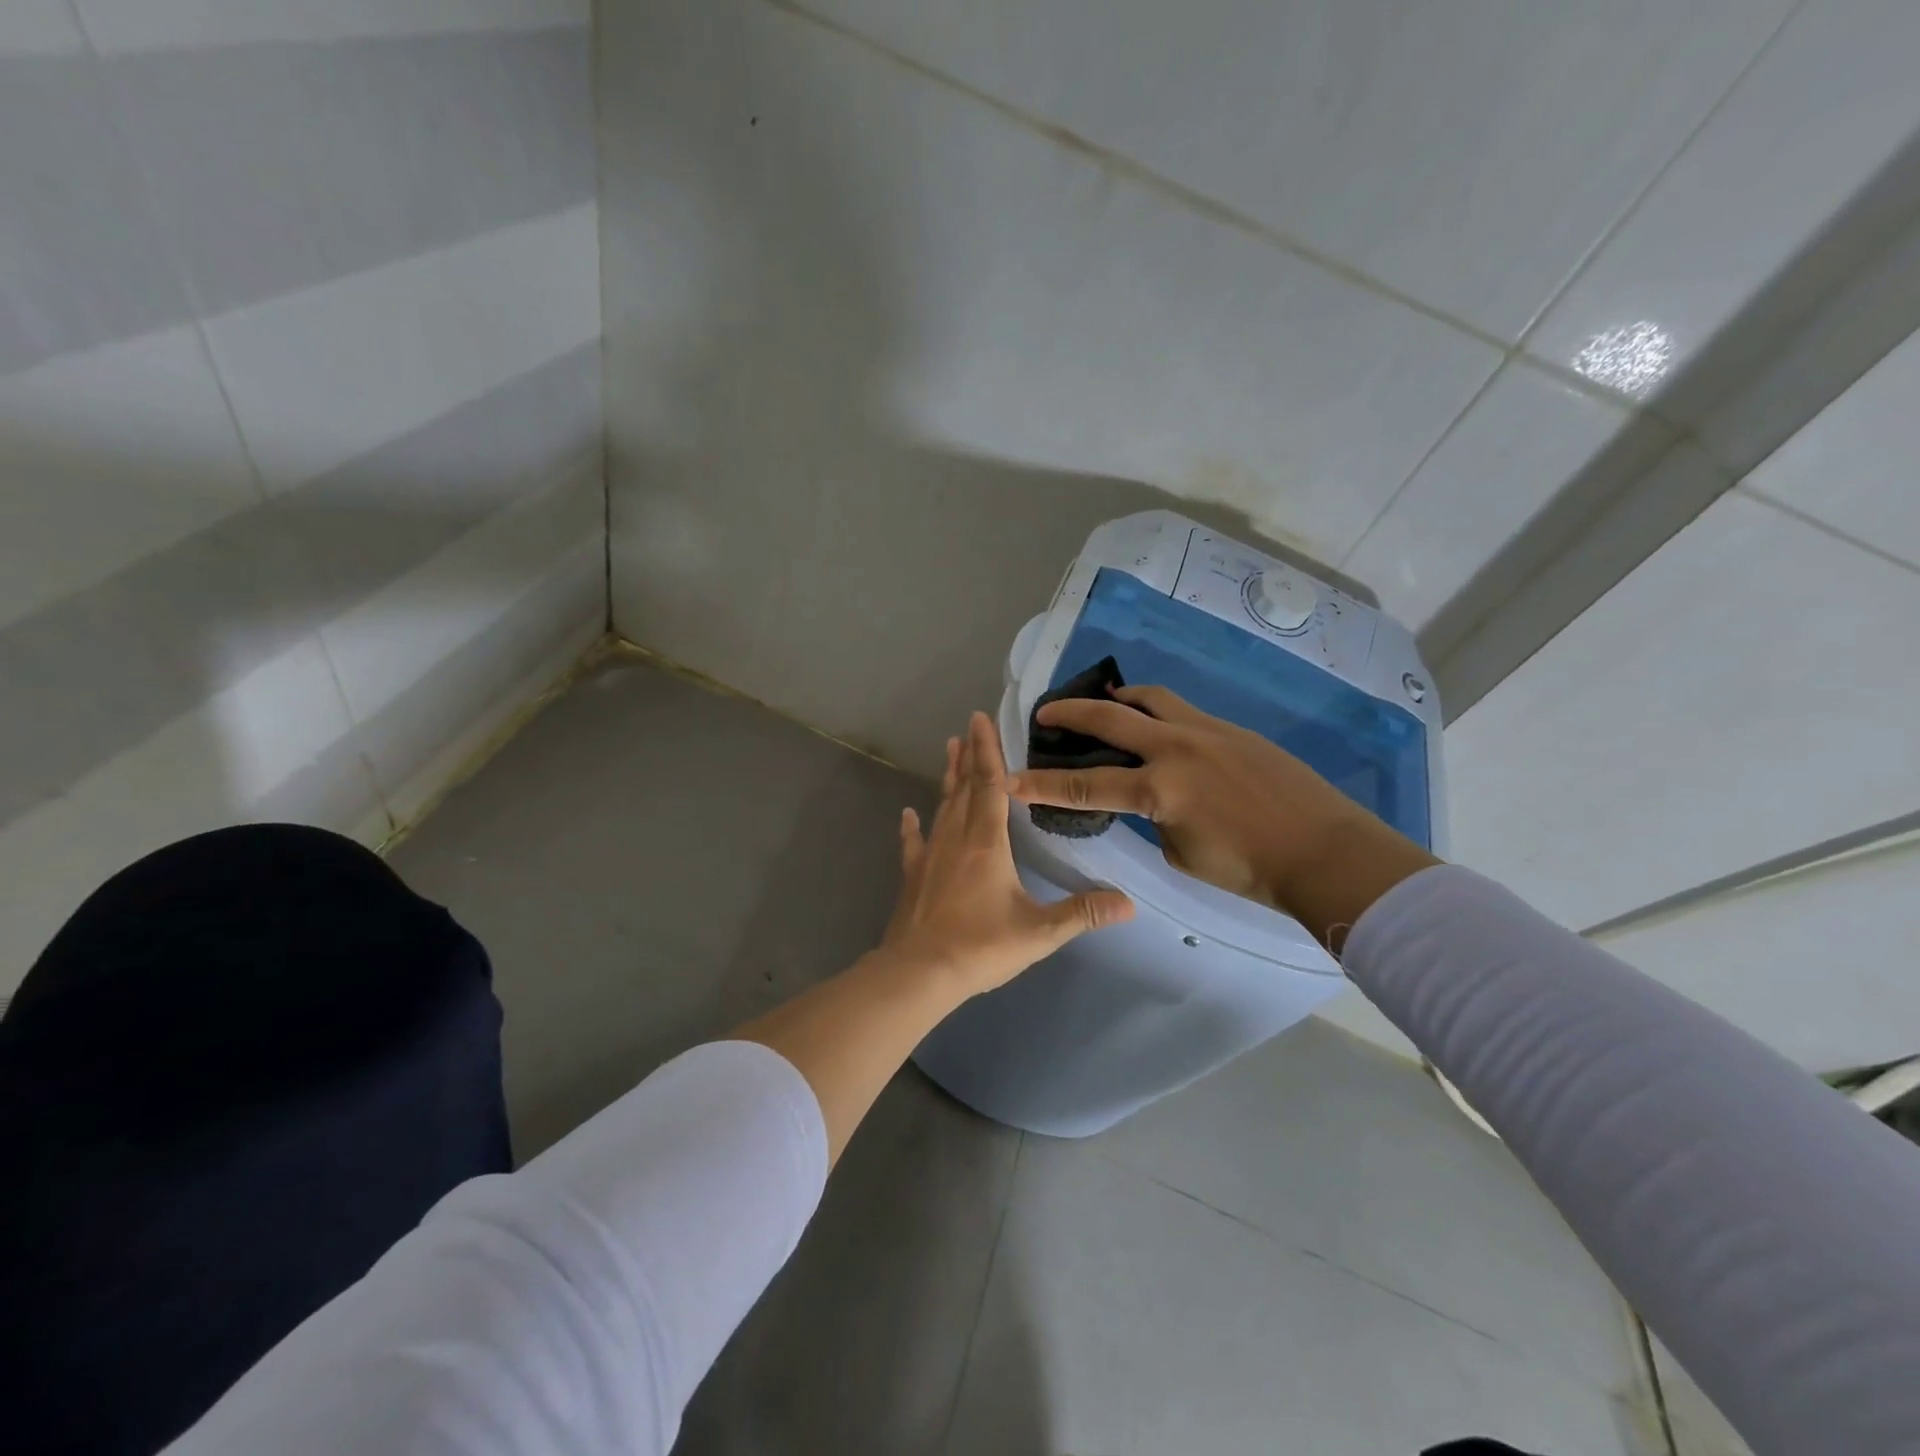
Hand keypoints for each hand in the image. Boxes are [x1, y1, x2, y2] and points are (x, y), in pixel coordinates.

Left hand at [882, 711, 1133, 996]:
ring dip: (948, 778)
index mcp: (988, 844)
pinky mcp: (912, 876)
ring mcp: (930, 856)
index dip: (989, 753)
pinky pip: (912, 843)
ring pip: (942, 807)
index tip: (982, 720)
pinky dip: (912, 827)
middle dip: (970, 754)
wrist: (920, 973)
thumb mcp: (1040, 932)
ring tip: (949, 749)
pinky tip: (907, 813)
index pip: (991, 786)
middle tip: (969, 724)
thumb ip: (1082, 913)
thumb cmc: (981, 947)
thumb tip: (1128, 902)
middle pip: (965, 788)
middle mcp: (957, 839)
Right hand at [1005, 686, 1437, 950]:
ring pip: (1150, 698)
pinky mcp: (1231, 729)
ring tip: (1104, 703)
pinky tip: (1157, 725)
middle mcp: (1175, 748)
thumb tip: (1153, 801)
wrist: (1326, 851)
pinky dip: (1157, 711)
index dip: (1042, 785)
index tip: (1009, 777)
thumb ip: (1157, 819)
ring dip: (1119, 699)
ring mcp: (1206, 731)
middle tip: (1044, 713)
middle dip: (1070, 714)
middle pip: (1109, 719)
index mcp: (1159, 789)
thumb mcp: (1183, 853)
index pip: (1086, 786)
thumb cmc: (1250, 869)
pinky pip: (1182, 711)